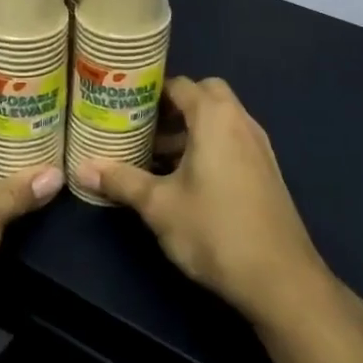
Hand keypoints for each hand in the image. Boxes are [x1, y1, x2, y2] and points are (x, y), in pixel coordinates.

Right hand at [75, 77, 332, 327]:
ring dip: (192, 129)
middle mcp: (240, 121)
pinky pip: (233, 140)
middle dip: (174, 107)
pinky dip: (210, 145)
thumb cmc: (215, 231)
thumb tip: (82, 168)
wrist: (280, 278)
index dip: (150, 92)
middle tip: (144, 130)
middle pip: (204, 95)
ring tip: (158, 158)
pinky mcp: (267, 169)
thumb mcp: (159, 206)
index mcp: (215, 117)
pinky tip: (189, 181)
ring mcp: (258, 145)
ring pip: (221, 119)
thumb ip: (122, 181)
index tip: (124, 106)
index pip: (180, 84)